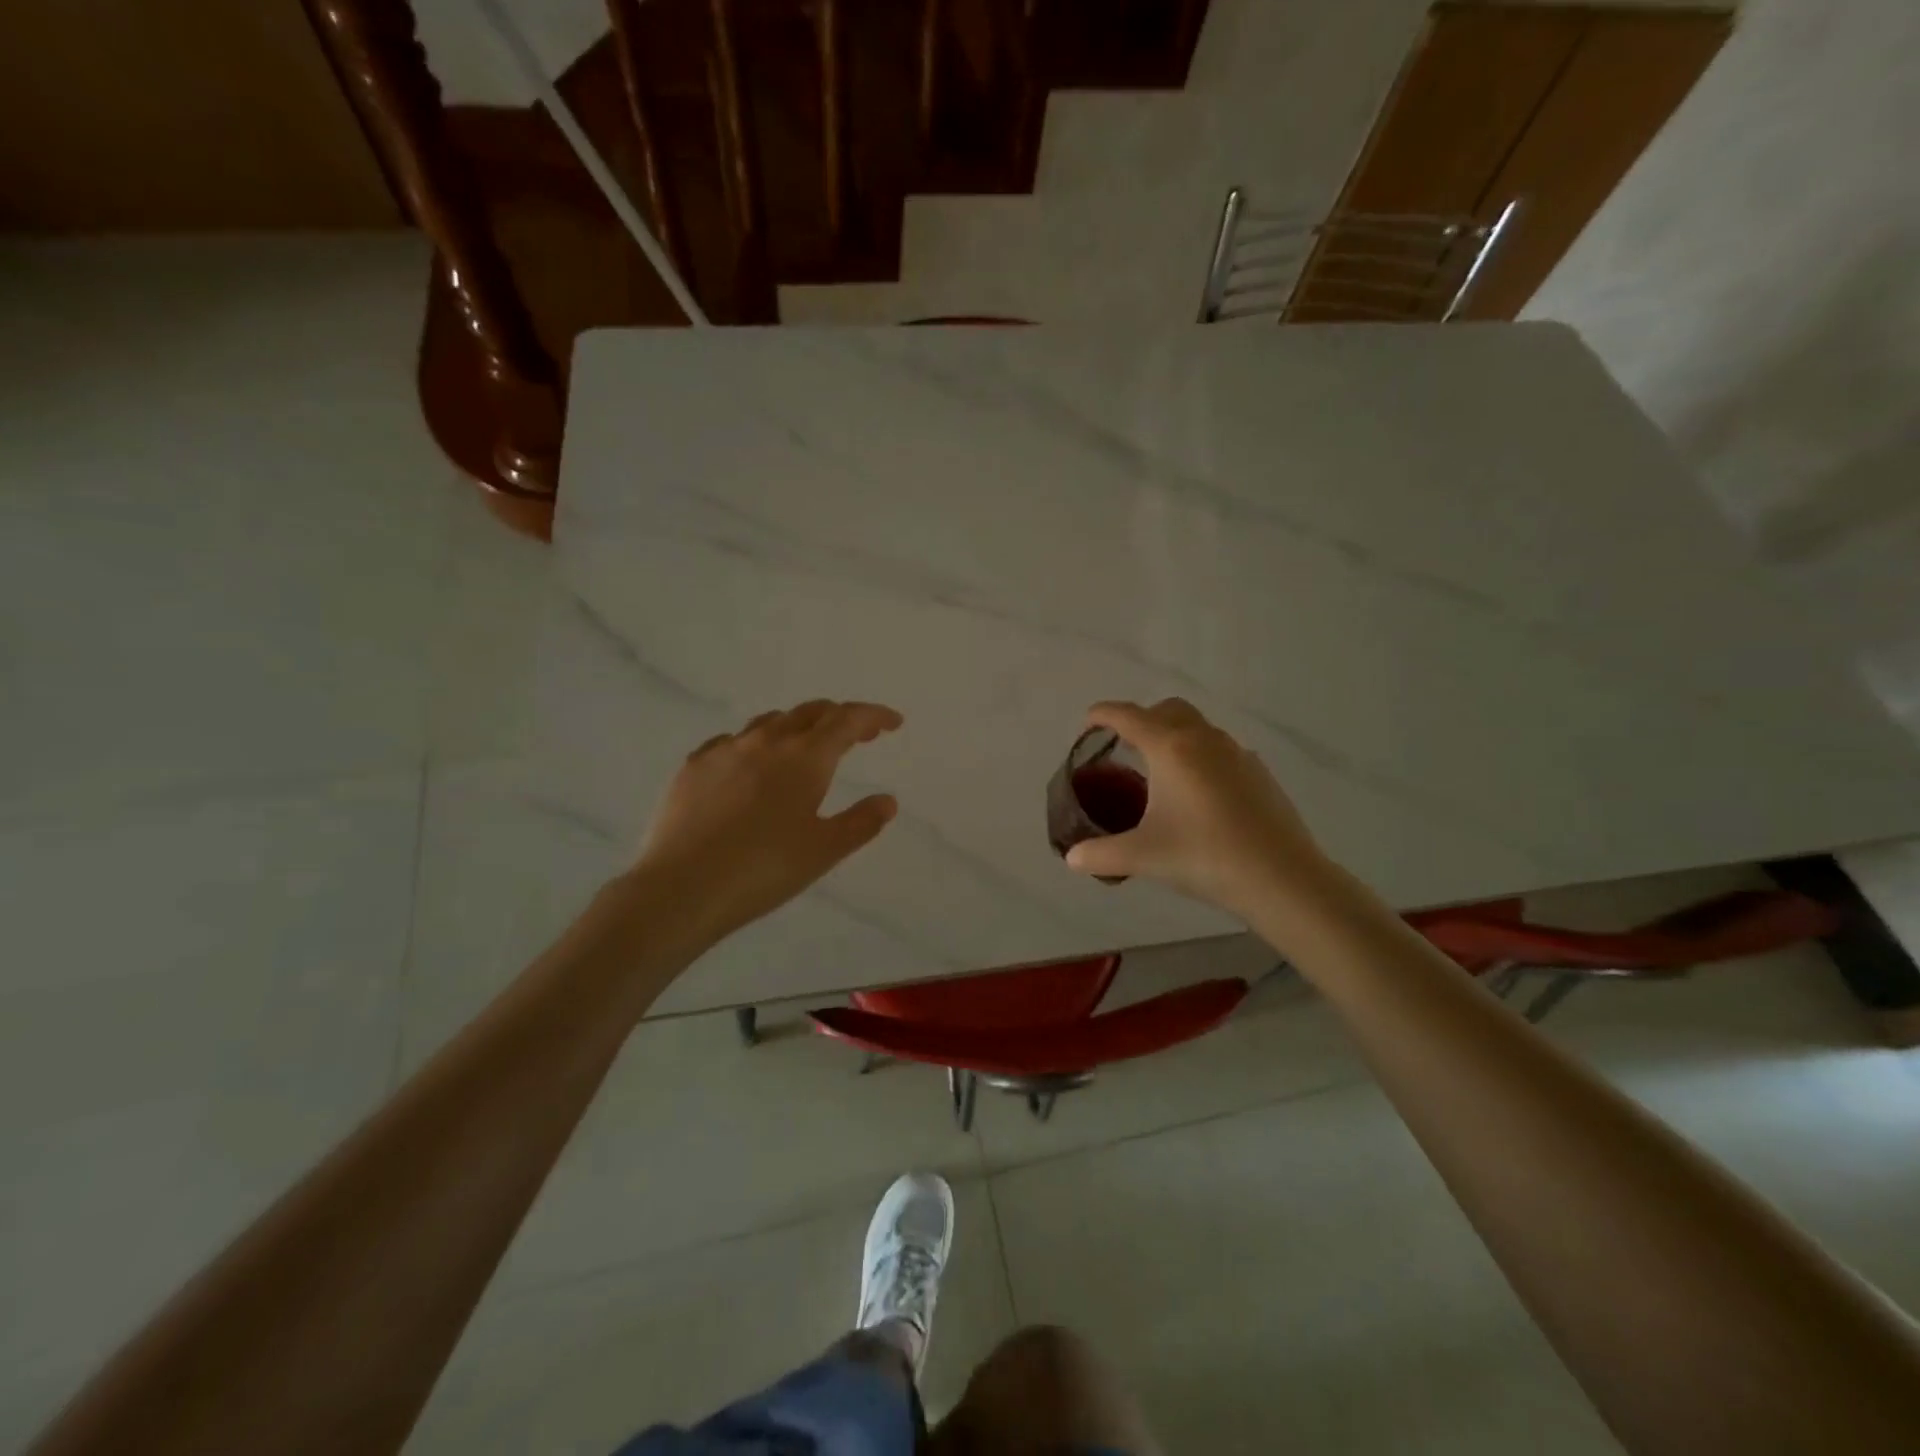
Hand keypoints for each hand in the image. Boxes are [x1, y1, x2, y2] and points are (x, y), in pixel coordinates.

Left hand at [628, 700, 902, 948]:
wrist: (681, 888)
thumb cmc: (763, 870)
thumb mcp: (824, 851)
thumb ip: (861, 822)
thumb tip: (887, 801)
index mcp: (805, 757)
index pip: (848, 720)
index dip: (874, 716)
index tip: (893, 722)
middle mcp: (766, 741)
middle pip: (810, 712)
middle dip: (839, 717)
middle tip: (857, 735)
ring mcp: (725, 750)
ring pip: (769, 723)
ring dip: (797, 727)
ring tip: (805, 748)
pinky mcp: (693, 766)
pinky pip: (731, 742)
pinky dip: (754, 745)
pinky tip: (749, 767)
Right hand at [1063, 698, 1328, 919]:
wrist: (1282, 877)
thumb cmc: (1204, 856)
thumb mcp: (1142, 857)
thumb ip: (1100, 854)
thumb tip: (1072, 858)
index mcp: (1170, 748)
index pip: (1127, 716)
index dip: (1101, 715)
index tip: (1086, 726)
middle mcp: (1204, 739)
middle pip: (1166, 709)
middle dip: (1141, 719)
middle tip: (1124, 749)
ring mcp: (1237, 753)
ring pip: (1197, 728)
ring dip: (1173, 737)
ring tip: (1159, 775)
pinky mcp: (1258, 772)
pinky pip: (1220, 751)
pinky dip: (1200, 758)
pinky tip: (1198, 797)